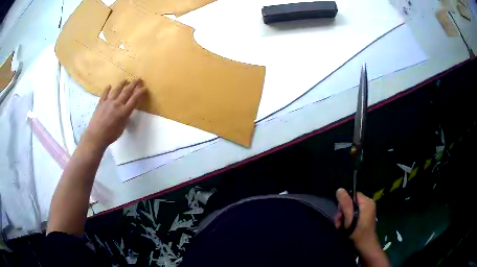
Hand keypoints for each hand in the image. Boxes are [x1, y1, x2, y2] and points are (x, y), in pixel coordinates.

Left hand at [82, 79, 146, 149]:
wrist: (96, 136)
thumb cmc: (110, 135)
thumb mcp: (122, 128)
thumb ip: (125, 118)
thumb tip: (126, 112)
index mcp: (124, 112)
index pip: (134, 99)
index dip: (140, 92)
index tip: (144, 88)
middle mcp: (117, 104)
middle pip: (127, 91)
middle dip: (134, 84)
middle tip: (138, 79)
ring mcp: (108, 102)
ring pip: (116, 90)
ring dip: (122, 84)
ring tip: (125, 80)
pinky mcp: (101, 103)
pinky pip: (104, 94)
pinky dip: (107, 89)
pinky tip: (109, 86)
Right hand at [334, 188, 379, 253]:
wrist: (365, 247)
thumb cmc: (358, 233)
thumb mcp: (350, 219)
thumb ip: (345, 204)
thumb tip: (339, 189)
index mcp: (367, 202)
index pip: (352, 195)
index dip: (344, 203)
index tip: (340, 214)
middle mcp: (368, 204)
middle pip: (351, 202)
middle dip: (343, 213)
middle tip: (339, 223)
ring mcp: (367, 211)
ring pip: (351, 210)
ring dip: (344, 218)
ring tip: (341, 227)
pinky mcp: (364, 218)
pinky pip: (354, 214)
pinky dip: (348, 220)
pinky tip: (345, 228)